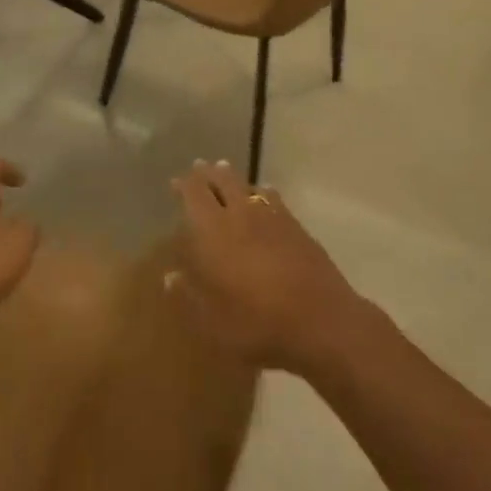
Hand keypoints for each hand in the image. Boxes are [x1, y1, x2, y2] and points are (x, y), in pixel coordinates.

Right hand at [169, 161, 359, 371]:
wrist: (320, 321)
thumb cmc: (256, 323)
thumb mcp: (211, 321)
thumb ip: (188, 295)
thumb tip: (170, 276)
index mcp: (213, 232)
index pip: (195, 195)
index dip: (185, 185)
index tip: (177, 181)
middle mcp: (241, 215)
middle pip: (223, 182)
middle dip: (209, 173)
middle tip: (201, 167)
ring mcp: (272, 218)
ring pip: (249, 187)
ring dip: (234, 179)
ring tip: (227, 173)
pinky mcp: (297, 228)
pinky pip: (275, 199)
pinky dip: (264, 193)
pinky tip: (265, 194)